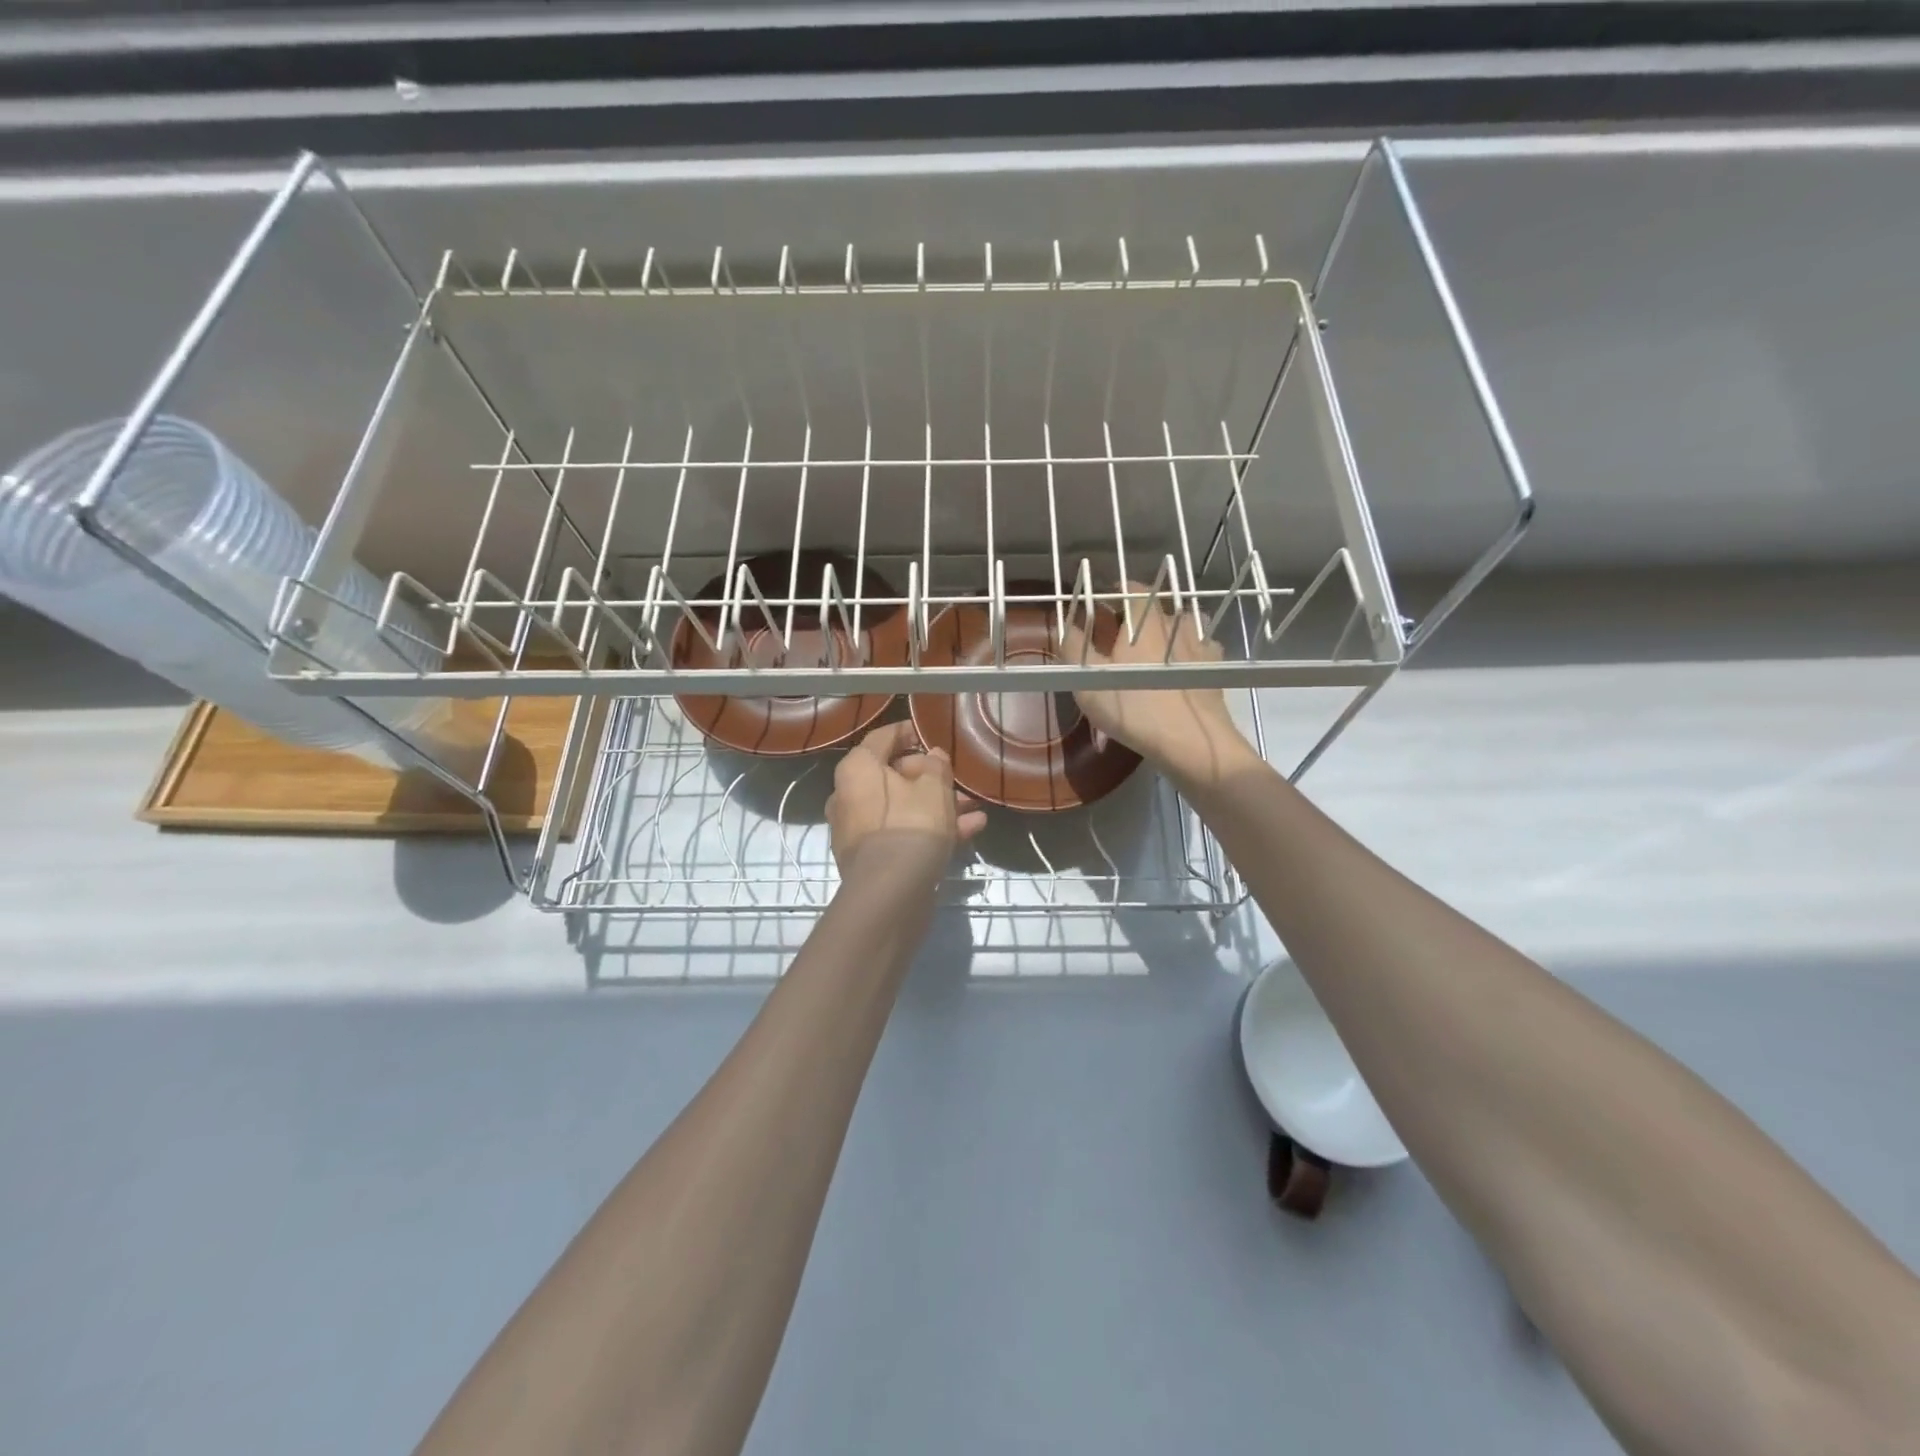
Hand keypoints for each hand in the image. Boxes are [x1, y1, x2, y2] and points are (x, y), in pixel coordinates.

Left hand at [828, 720, 987, 880]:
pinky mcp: (870, 858)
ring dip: (938, 806)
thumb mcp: (935, 788)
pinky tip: (969, 830)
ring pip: (903, 807)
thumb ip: (936, 766)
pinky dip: (930, 829)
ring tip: (973, 809)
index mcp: (857, 769)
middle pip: (893, 775)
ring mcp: (858, 829)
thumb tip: (932, 757)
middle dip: (931, 778)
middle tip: (958, 781)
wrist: (891, 893)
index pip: (882, 738)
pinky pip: (902, 832)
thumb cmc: (911, 825)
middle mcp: (848, 795)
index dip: (908, 732)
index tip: (929, 733)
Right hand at [1061, 583, 1259, 789]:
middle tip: (1119, 633)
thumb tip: (1065, 625)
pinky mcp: (1215, 667)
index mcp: (1142, 619)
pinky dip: (1188, 651)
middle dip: (1137, 613)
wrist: (1190, 741)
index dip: (1116, 591)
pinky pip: (1200, 647)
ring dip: (1167, 628)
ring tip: (1153, 648)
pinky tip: (1181, 667)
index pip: (1131, 588)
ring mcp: (1199, 643)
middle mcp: (1174, 622)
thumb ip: (1074, 648)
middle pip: (1156, 605)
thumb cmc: (1133, 706)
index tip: (1102, 602)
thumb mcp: (1088, 681)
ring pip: (1182, 623)